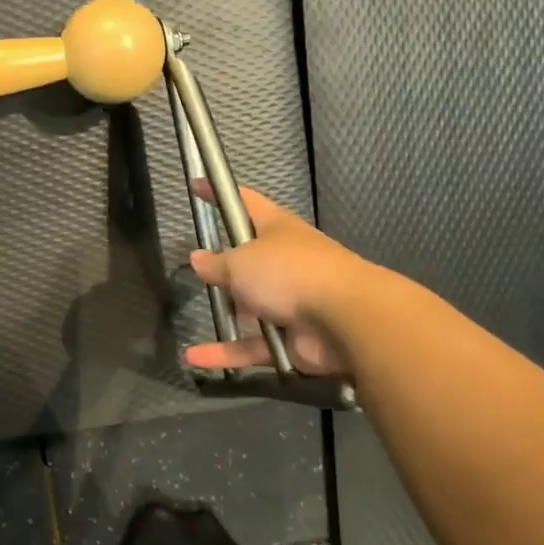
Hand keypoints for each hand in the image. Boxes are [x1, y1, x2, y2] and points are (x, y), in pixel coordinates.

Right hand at [182, 182, 360, 376]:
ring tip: (201, 315)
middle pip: (250, 260)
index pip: (245, 203)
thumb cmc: (290, 273)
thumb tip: (198, 259)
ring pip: (252, 307)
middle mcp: (287, 263)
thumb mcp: (240, 263)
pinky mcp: (292, 339)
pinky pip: (253, 345)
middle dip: (228, 267)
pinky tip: (195, 359)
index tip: (197, 186)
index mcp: (277, 230)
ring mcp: (292, 302)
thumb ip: (216, 264)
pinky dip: (227, 352)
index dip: (220, 194)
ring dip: (229, 313)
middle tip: (201, 270)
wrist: (348, 319)